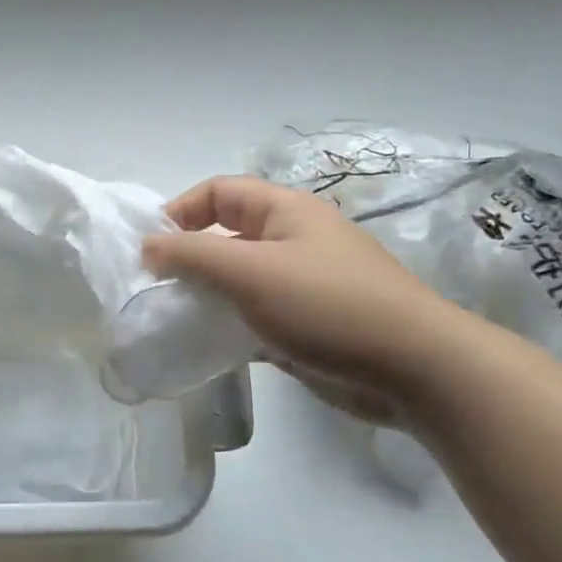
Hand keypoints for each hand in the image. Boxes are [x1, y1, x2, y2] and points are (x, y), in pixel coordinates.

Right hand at [142, 176, 467, 420]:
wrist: (414, 369)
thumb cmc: (326, 304)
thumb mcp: (250, 272)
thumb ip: (191, 255)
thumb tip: (147, 246)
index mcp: (284, 211)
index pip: (219, 192)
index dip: (180, 211)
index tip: (149, 249)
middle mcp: (292, 239)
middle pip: (226, 235)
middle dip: (189, 258)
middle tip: (157, 288)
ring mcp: (301, 283)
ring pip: (239, 279)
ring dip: (207, 295)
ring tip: (176, 319)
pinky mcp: (307, 323)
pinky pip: (256, 314)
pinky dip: (230, 325)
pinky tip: (210, 346)